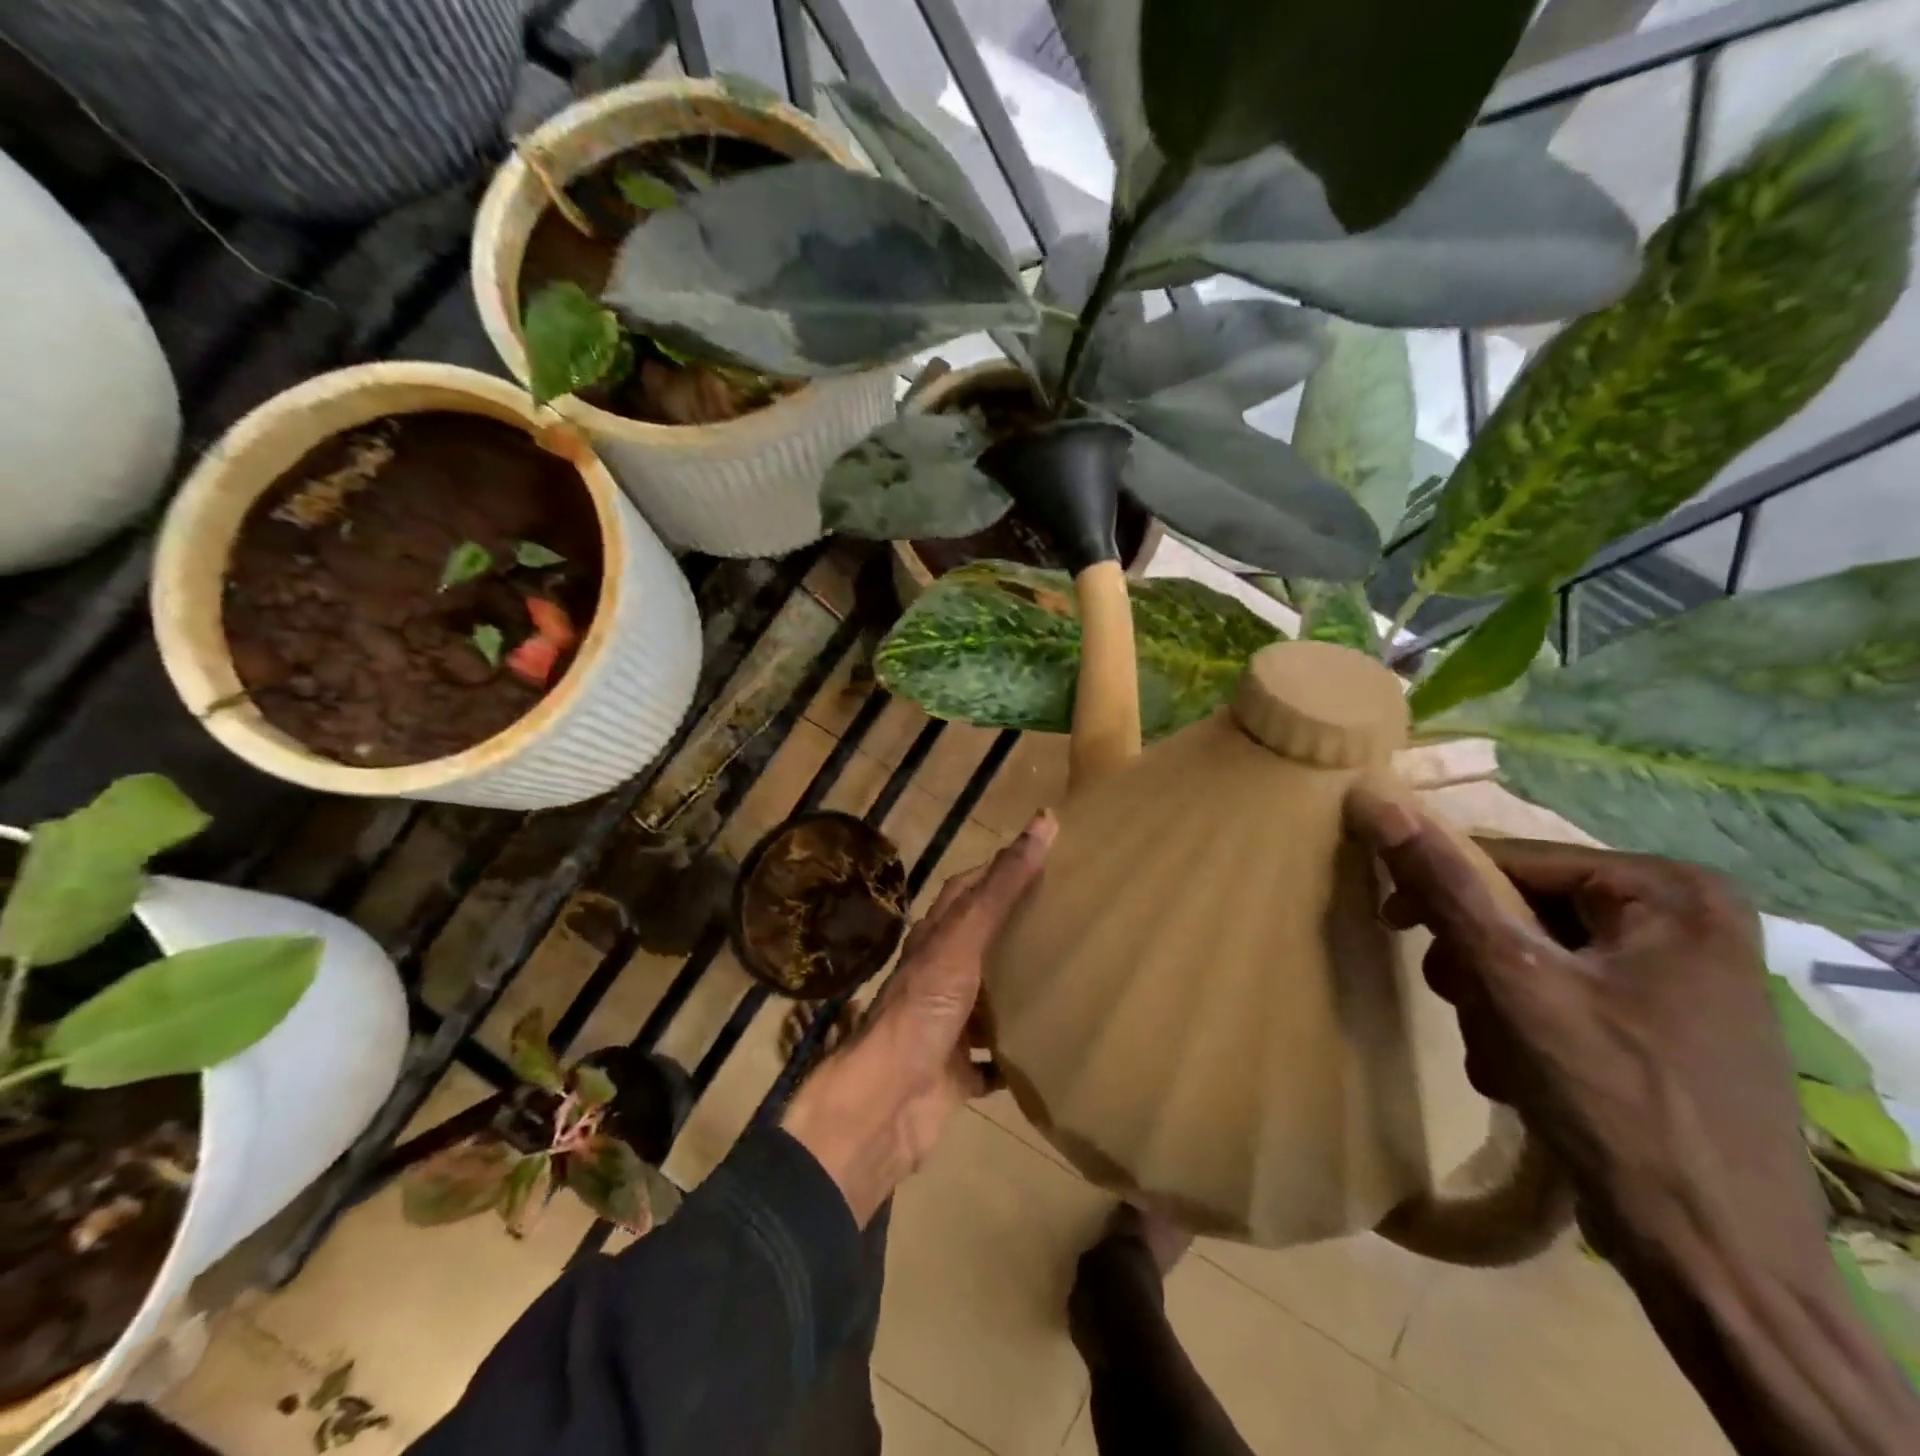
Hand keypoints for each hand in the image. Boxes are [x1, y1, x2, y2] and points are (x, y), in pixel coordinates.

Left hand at [782, 812, 1055, 1224]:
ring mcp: (948, 1023)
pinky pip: (994, 1057)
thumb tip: (1043, 823)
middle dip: (1020, 926)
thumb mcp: (963, 940)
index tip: (1048, 859)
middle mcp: (939, 974)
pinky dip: (1017, 1051)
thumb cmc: (923, 1009)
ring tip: (1072, 974)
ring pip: (990, 997)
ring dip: (1020, 987)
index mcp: (936, 938)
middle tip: (1073, 916)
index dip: (1002, 869)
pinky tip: (1052, 1047)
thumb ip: (1002, 888)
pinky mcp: (958, 1071)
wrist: (886, 1103)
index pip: (969, 889)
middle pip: (982, 940)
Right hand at [1347, 790, 1814, 1259]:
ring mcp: (1678, 977)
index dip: (1442, 890)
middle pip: (1522, 910)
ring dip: (1491, 1000)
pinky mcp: (1664, 1026)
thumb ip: (1443, 888)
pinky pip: (1561, 993)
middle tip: (1461, 1003)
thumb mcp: (1512, 983)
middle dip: (1475, 961)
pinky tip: (1523, 1072)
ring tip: (1498, 1054)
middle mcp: (1685, 922)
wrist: (1716, 1267)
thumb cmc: (1617, 1106)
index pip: (1512, 860)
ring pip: (1532, 955)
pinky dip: (1525, 1027)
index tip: (1394, 927)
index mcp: (1671, 893)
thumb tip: (1376, 802)